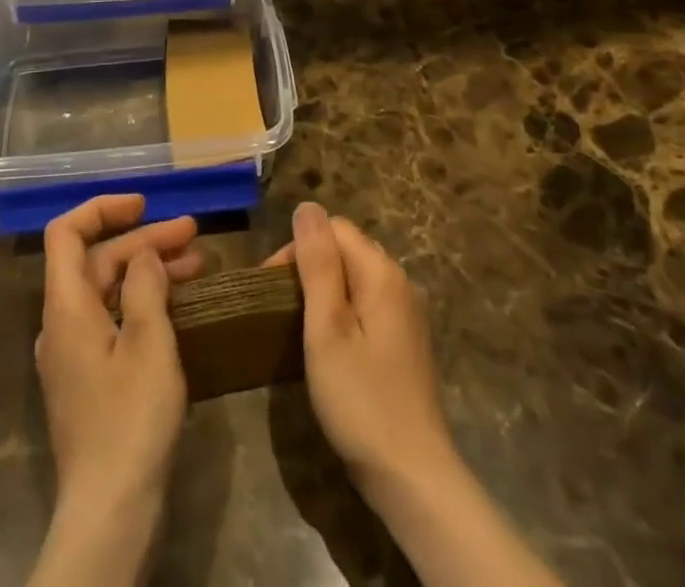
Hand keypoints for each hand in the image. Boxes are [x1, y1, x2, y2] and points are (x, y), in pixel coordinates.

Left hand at [30, 195, 198, 585]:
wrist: (109, 513)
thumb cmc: (130, 419)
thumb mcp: (149, 342)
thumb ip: (146, 286)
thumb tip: (144, 254)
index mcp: (66, 307)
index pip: (66, 233)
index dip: (102, 208)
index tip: (145, 204)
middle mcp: (61, 324)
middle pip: (96, 261)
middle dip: (144, 241)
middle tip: (194, 235)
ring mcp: (74, 354)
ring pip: (108, 291)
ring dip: (149, 271)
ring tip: (198, 264)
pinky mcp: (90, 380)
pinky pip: (113, 321)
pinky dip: (143, 303)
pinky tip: (179, 307)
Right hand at [266, 202, 458, 507]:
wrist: (413, 477)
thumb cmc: (361, 401)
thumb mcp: (327, 329)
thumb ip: (318, 264)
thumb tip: (307, 207)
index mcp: (382, 272)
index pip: (333, 228)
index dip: (298, 248)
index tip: (271, 288)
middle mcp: (401, 281)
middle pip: (346, 249)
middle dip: (310, 266)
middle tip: (281, 311)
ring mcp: (408, 311)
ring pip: (356, 277)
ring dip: (325, 291)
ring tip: (299, 327)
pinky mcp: (407, 340)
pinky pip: (368, 303)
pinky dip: (344, 311)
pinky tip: (330, 345)